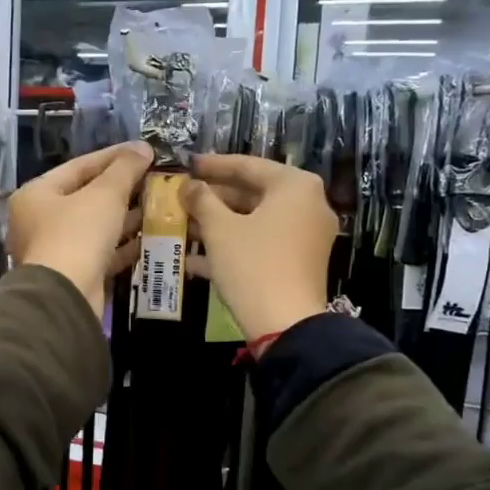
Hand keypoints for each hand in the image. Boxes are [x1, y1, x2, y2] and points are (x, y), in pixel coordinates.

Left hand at [9, 142, 153, 315]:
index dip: (114, 156)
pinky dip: (125, 244)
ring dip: (127, 216)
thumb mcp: (104, 194)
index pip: (79, 166)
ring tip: (160, 204)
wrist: (65, 297)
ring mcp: (57, 249)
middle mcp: (40, 220)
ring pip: (97, 226)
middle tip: (156, 178)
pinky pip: (103, 252)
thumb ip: (125, 169)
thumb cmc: (77, 235)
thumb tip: (143, 148)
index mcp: (37, 194)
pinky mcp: (75, 273)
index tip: (144, 151)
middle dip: (123, 188)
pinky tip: (152, 236)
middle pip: (87, 196)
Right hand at [181, 155, 335, 340]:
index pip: (248, 165)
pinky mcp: (298, 263)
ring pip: (254, 222)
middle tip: (182, 198)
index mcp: (295, 186)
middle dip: (213, 199)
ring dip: (218, 225)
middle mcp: (307, 205)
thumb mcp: (219, 228)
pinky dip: (232, 247)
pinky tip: (194, 260)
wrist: (286, 325)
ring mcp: (305, 236)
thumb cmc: (252, 264)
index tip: (187, 164)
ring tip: (182, 226)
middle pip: (252, 194)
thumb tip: (188, 186)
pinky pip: (261, 244)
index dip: (213, 165)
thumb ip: (201, 199)